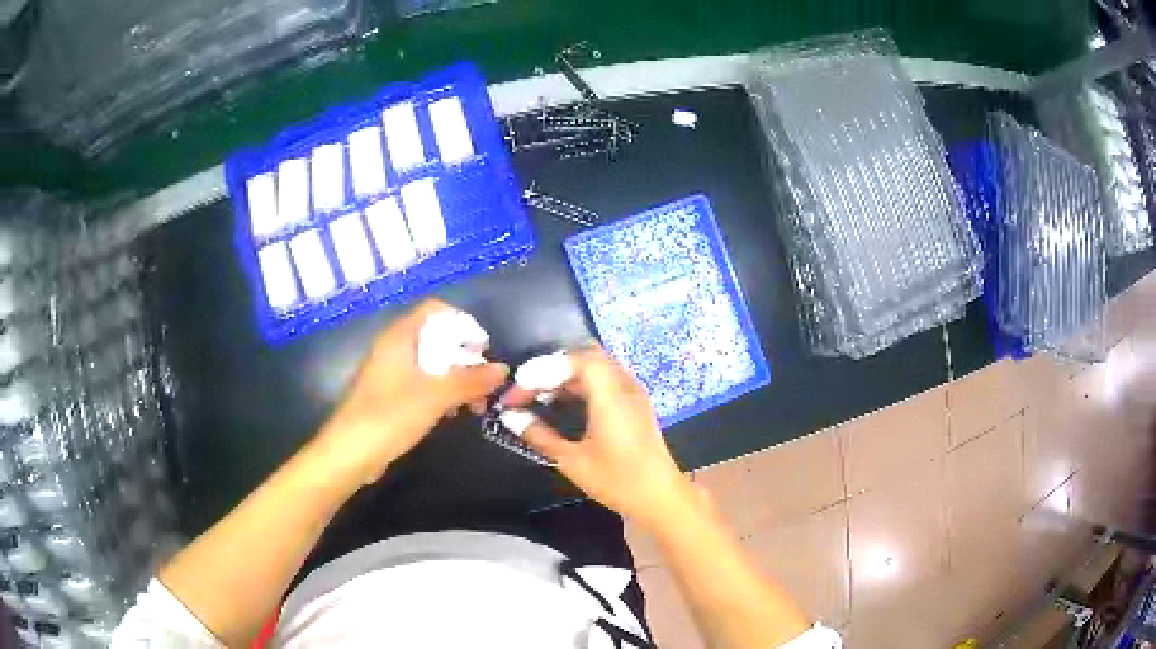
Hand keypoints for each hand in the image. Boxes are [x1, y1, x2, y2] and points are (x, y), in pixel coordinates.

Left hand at [315, 300, 507, 484]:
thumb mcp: (436, 396)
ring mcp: (391, 373)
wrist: (350, 454)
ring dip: (456, 379)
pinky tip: (451, 413)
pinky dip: (441, 393)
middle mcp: (394, 348)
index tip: (482, 350)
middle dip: (464, 357)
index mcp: (400, 337)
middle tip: (484, 383)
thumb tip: (502, 369)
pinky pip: (422, 384)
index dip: (462, 323)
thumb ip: (470, 380)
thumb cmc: (390, 416)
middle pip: (437, 337)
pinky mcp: (390, 396)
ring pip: (431, 364)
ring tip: (474, 404)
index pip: (436, 310)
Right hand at [501, 347, 693, 525]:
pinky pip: (605, 380)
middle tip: (526, 390)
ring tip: (539, 397)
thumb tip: (511, 417)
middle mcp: (624, 385)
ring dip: (566, 377)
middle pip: (585, 357)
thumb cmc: (617, 481)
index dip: (543, 368)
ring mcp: (633, 393)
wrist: (661, 498)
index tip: (518, 389)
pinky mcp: (635, 404)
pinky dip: (581, 385)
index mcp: (610, 394)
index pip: (575, 359)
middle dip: (552, 369)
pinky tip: (563, 405)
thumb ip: (539, 435)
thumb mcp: (572, 461)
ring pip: (596, 368)